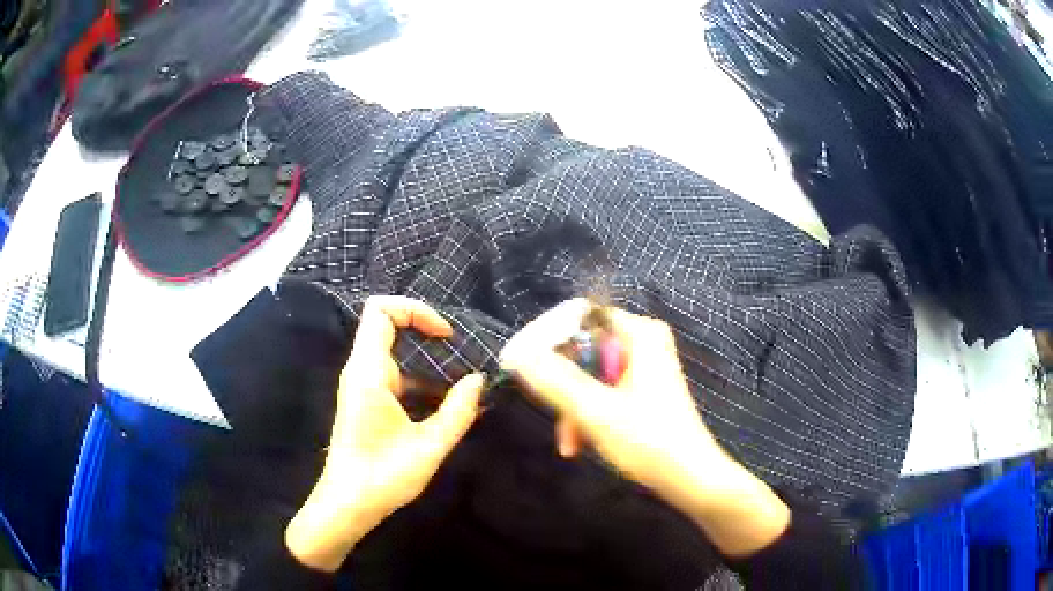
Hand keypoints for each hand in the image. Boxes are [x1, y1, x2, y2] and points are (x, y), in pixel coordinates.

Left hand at [286, 297, 483, 571]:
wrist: (346, 505)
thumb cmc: (383, 477)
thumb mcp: (428, 447)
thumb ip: (457, 412)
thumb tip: (478, 381)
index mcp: (369, 373)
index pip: (381, 311)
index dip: (415, 311)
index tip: (446, 336)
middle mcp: (360, 372)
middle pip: (387, 327)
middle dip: (426, 334)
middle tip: (459, 354)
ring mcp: (361, 387)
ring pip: (393, 354)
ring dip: (427, 363)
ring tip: (461, 384)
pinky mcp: (366, 403)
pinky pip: (394, 377)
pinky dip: (420, 382)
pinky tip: (446, 407)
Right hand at [500, 299, 789, 556]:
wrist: (690, 478)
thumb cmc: (649, 441)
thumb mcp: (595, 411)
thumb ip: (554, 381)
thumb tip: (517, 354)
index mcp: (639, 334)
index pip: (580, 316)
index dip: (549, 339)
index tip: (527, 368)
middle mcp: (643, 342)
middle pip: (583, 349)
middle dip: (564, 386)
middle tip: (553, 415)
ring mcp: (644, 367)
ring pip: (589, 375)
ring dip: (574, 408)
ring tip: (570, 443)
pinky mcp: (642, 390)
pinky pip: (603, 391)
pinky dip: (589, 414)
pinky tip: (583, 443)